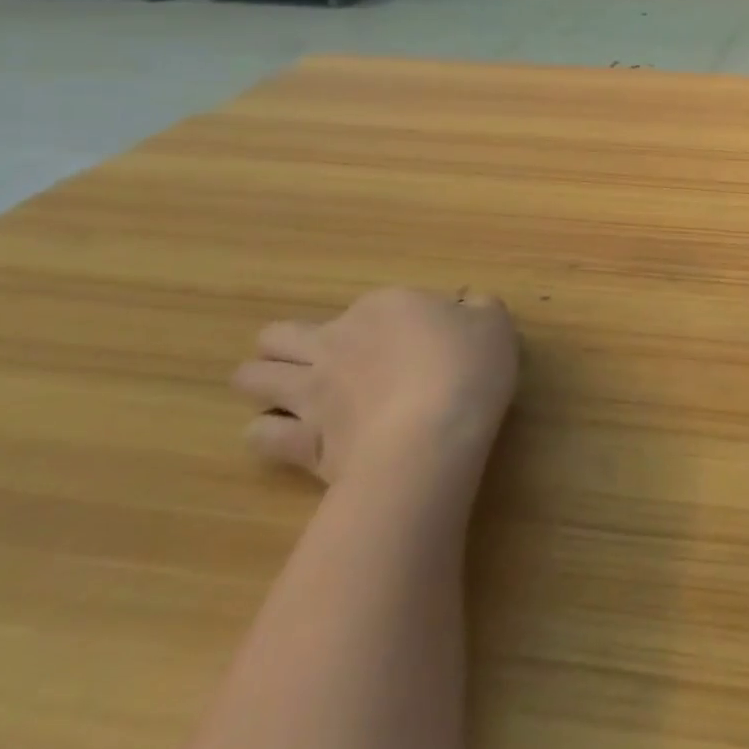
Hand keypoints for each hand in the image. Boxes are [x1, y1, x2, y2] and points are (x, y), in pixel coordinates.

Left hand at [233, 288, 518, 489]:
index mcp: (385, 306)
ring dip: (262, 382)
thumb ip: (478, 310)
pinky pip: (261, 433)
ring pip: (254, 377)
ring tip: (284, 394)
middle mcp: (338, 340)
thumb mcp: (494, 324)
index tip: (413, 340)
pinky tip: (285, 435)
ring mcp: (312, 392)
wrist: (432, 436)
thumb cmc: (468, 368)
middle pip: (281, 335)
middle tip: (316, 360)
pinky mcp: (300, 442)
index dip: (386, 322)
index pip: (371, 307)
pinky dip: (267, 432)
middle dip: (285, 344)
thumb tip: (468, 308)